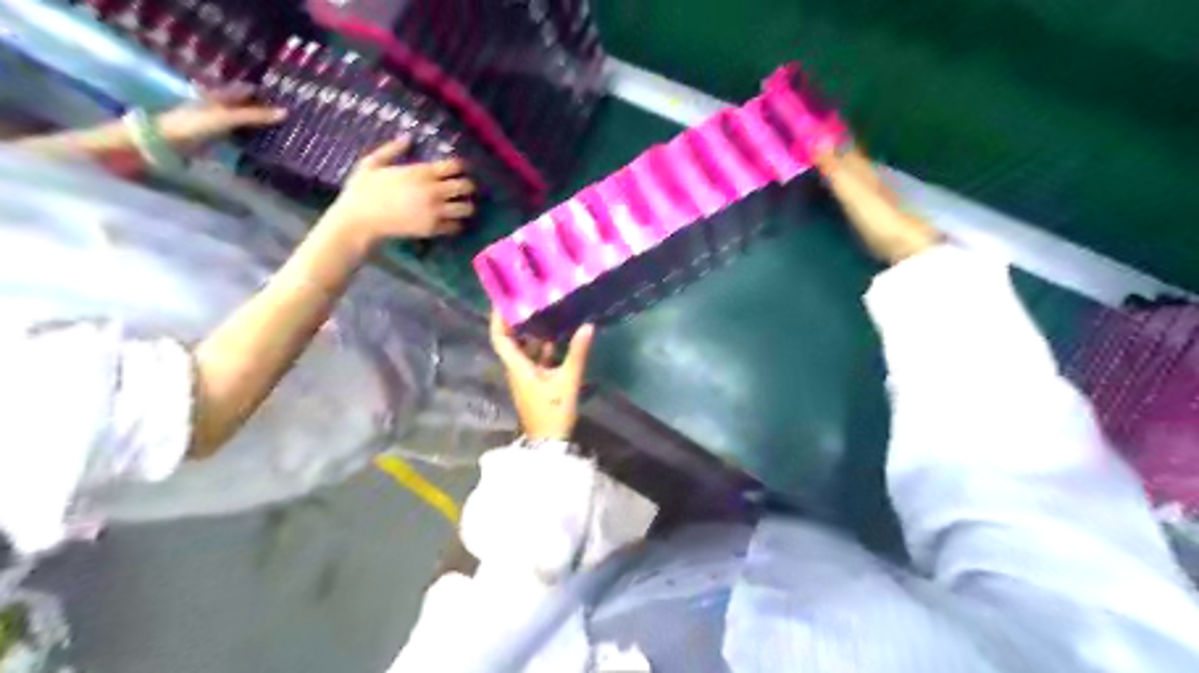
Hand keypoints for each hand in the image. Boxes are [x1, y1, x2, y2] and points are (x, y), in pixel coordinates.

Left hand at [153, 82, 285, 151]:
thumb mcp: (229, 117)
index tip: (287, 98)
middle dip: (266, 109)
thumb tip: (286, 112)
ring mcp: (221, 121)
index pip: (248, 89)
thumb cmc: (197, 123)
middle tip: (291, 116)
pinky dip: (255, 136)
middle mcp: (222, 104)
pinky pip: (243, 134)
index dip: (265, 92)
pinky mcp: (221, 136)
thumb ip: (256, 115)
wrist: (170, 140)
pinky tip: (268, 142)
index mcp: (222, 94)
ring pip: (247, 120)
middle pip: (249, 105)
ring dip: (262, 124)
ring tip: (285, 129)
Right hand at [326, 140, 481, 246]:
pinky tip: (450, 221)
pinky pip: (456, 226)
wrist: (359, 219)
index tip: (457, 171)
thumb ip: (392, 149)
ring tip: (460, 206)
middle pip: (466, 186)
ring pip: (467, 208)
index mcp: (421, 172)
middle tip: (462, 190)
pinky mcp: (432, 229)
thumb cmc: (362, 190)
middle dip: (468, 187)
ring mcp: (434, 211)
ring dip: (466, 206)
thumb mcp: (372, 163)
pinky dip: (456, 224)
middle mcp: (432, 191)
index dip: (460, 167)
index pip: (455, 166)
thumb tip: (407, 138)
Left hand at [493, 310, 594, 442]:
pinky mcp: (534, 381)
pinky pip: (534, 357)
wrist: (549, 441)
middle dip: (517, 319)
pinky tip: (557, 335)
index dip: (498, 317)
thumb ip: (577, 353)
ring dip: (532, 332)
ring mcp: (525, 375)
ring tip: (544, 311)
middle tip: (529, 298)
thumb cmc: (553, 411)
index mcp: (517, 366)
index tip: (504, 298)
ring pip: (524, 348)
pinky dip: (542, 346)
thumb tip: (588, 325)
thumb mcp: (568, 380)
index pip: (500, 337)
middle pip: (510, 339)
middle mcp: (516, 368)